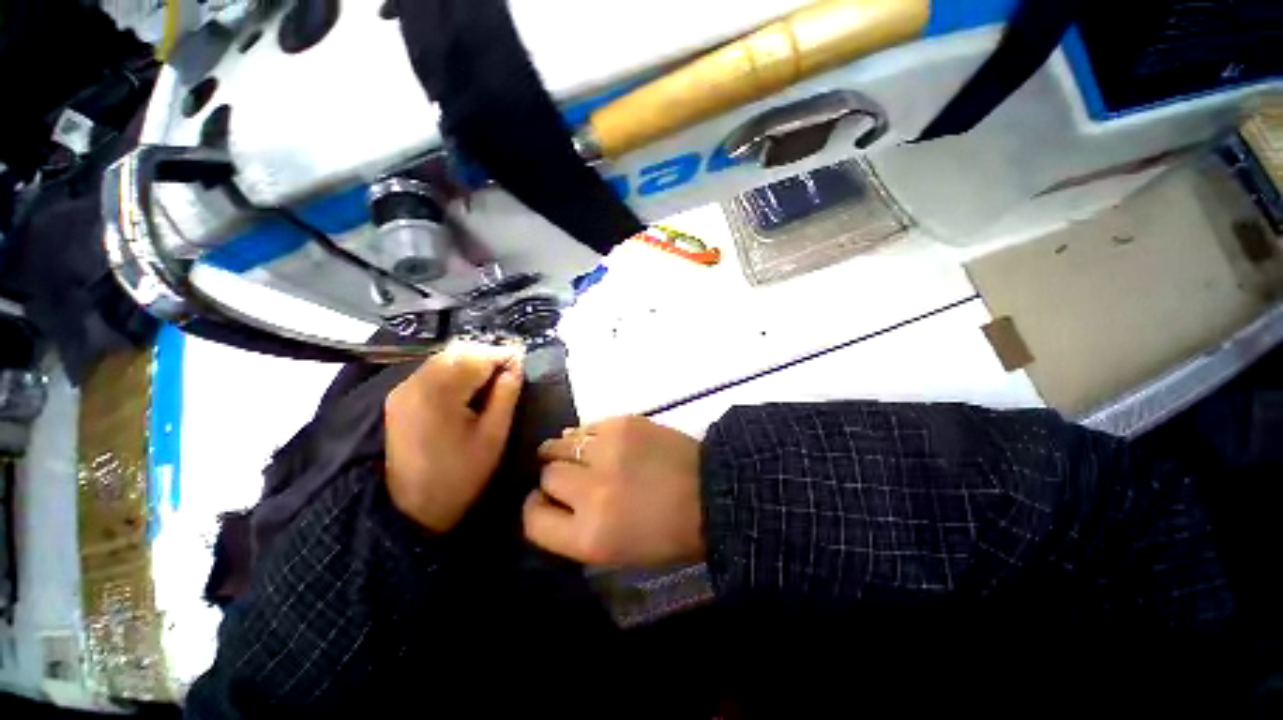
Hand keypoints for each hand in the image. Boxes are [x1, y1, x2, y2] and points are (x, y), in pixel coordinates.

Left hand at [385, 341, 522, 532]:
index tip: (524, 361)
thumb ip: (506, 395)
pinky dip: (455, 370)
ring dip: (472, 361)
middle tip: (511, 369)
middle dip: (488, 356)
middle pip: (458, 352)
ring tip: (495, 376)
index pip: (477, 357)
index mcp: (439, 392)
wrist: (410, 510)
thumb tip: (516, 367)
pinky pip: (432, 371)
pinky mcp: (399, 397)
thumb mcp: (493, 436)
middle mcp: (416, 382)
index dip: (504, 355)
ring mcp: (403, 389)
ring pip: (444, 358)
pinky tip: (470, 385)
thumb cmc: (459, 476)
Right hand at [524, 416, 704, 566]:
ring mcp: (607, 451)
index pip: (531, 519)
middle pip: (546, 475)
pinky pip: (586, 426)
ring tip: (582, 456)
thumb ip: (572, 529)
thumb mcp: (613, 551)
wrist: (709, 492)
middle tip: (574, 479)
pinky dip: (587, 436)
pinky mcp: (622, 423)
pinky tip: (602, 443)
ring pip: (559, 444)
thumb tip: (547, 496)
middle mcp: (591, 491)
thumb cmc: (665, 533)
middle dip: (555, 478)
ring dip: (565, 452)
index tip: (545, 501)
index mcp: (589, 536)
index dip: (535, 508)